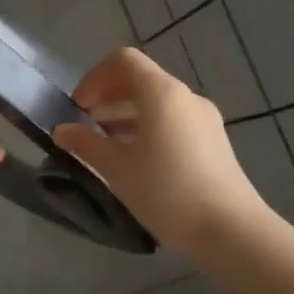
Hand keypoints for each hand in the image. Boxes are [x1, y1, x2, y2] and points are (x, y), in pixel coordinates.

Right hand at [52, 47, 270, 255]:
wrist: (232, 231)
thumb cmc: (168, 191)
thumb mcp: (117, 168)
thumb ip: (86, 144)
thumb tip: (62, 130)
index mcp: (162, 93)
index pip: (123, 61)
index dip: (94, 78)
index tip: (78, 107)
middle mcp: (185, 97)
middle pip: (140, 79)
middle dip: (108, 96)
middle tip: (84, 123)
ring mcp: (203, 119)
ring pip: (156, 102)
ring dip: (126, 113)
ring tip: (104, 143)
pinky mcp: (213, 142)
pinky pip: (172, 120)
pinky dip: (147, 127)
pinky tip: (134, 158)